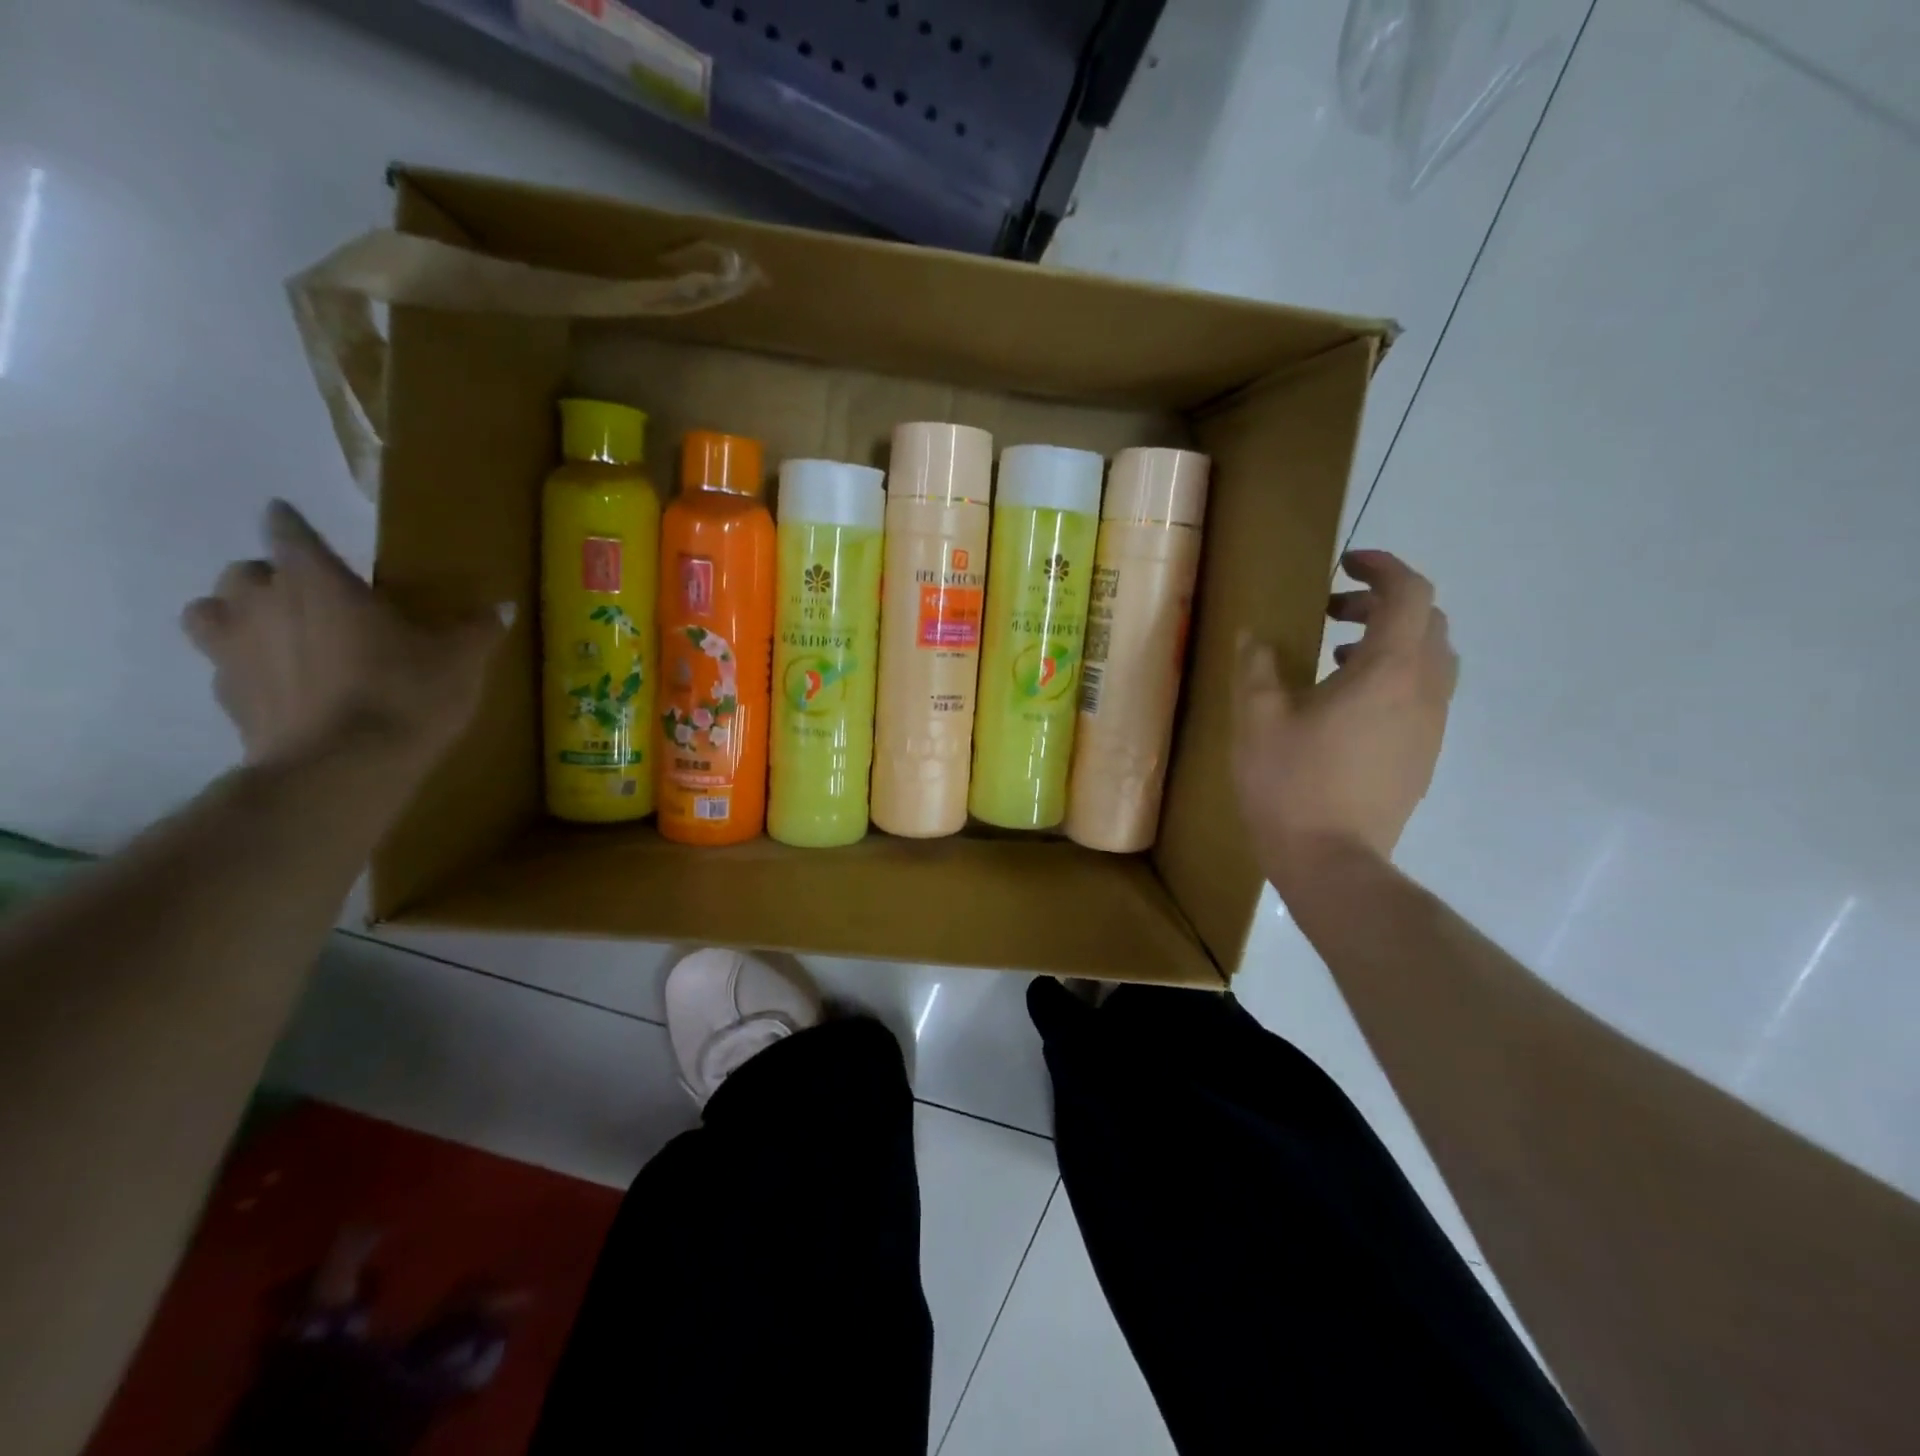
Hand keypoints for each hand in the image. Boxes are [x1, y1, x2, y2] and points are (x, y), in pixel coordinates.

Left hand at [182, 501, 501, 771]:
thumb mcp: (461, 660)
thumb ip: (478, 628)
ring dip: (238, 615)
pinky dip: (246, 667)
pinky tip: (283, 686)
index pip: (289, 531)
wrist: (344, 769)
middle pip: (246, 570)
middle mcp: (263, 603)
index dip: (293, 524)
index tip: (296, 522)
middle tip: (313, 596)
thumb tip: (504, 605)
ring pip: (211, 612)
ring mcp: (234, 650)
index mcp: (318, 581)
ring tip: (279, 634)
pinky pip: (224, 666)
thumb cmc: (406, 694)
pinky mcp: (227, 697)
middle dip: (273, 577)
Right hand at [1233, 549, 1457, 892]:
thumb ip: (1257, 667)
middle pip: (1426, 621)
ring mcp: (1431, 726)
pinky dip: (1393, 676)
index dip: (1382, 566)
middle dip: (1381, 603)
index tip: (1345, 563)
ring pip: (1430, 658)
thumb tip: (1254, 636)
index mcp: (1389, 671)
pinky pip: (1422, 694)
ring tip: (1337, 655)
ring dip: (1390, 640)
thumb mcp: (1258, 719)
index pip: (1409, 593)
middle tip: (1331, 612)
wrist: (1332, 863)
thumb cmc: (1291, 784)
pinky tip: (1345, 704)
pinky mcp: (1424, 754)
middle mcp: (1424, 691)